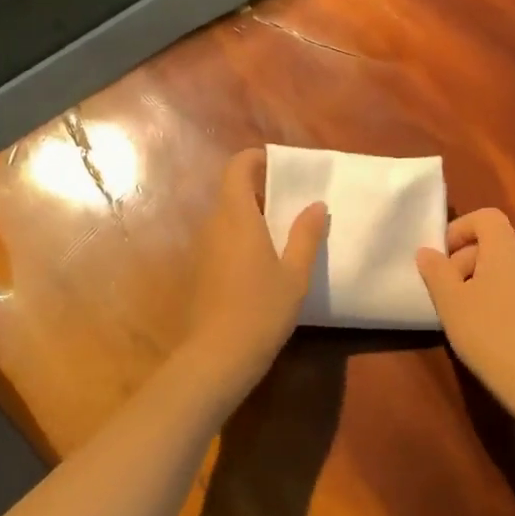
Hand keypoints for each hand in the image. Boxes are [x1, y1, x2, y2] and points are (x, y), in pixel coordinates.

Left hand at [182, 149, 327, 395]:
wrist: (217, 357)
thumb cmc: (261, 310)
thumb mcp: (295, 274)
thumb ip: (306, 235)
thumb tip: (316, 205)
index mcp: (237, 217)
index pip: (237, 168)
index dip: (255, 159)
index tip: (280, 165)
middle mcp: (213, 225)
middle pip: (231, 192)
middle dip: (259, 189)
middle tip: (291, 202)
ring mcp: (202, 249)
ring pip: (225, 218)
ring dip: (250, 216)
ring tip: (281, 232)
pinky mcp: (199, 271)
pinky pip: (220, 239)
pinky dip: (240, 238)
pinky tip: (261, 263)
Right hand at [417, 209, 514, 425]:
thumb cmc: (488, 333)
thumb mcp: (450, 302)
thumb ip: (436, 271)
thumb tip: (427, 252)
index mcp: (506, 249)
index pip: (487, 217)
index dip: (462, 228)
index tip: (444, 257)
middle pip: (496, 243)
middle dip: (467, 260)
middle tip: (448, 293)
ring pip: (509, 269)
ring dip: (484, 281)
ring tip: (468, 314)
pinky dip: (504, 299)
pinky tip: (493, 331)